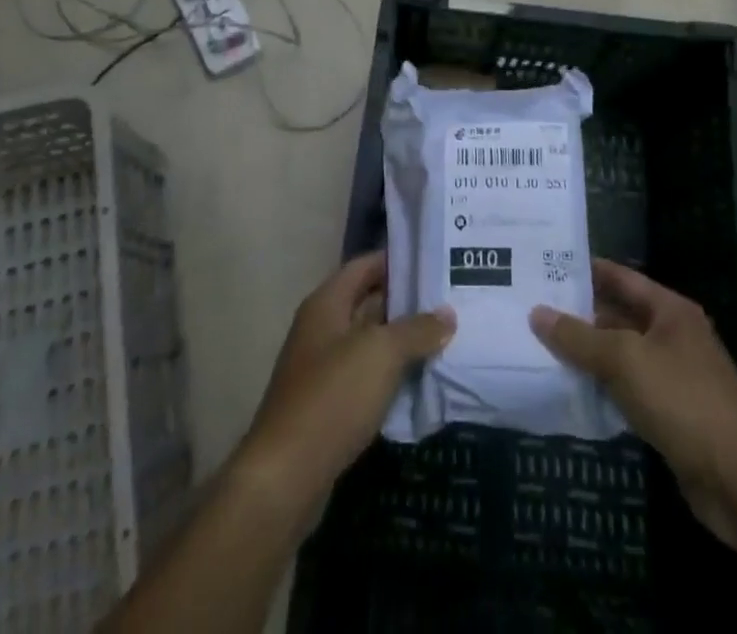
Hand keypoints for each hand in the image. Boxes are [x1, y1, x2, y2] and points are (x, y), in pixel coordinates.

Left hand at [237, 252, 454, 515]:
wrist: (285, 477)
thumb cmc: (332, 397)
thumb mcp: (381, 353)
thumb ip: (416, 329)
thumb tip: (447, 314)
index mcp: (326, 303)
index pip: (365, 265)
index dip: (397, 259)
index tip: (435, 260)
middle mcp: (321, 328)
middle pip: (368, 302)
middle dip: (406, 301)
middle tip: (450, 298)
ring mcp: (322, 368)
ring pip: (369, 342)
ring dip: (402, 340)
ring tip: (446, 335)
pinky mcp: (328, 406)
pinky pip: (366, 377)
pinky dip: (391, 374)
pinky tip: (422, 379)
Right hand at [530, 259, 736, 551]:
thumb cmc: (684, 400)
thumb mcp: (625, 360)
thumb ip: (579, 338)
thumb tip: (537, 313)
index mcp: (670, 310)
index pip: (621, 278)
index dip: (586, 270)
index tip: (546, 265)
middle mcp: (673, 337)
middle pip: (619, 317)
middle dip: (579, 316)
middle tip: (531, 309)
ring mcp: (674, 379)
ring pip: (621, 358)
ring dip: (588, 357)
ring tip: (539, 348)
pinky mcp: (671, 419)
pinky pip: (628, 394)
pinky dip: (602, 392)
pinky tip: (571, 394)